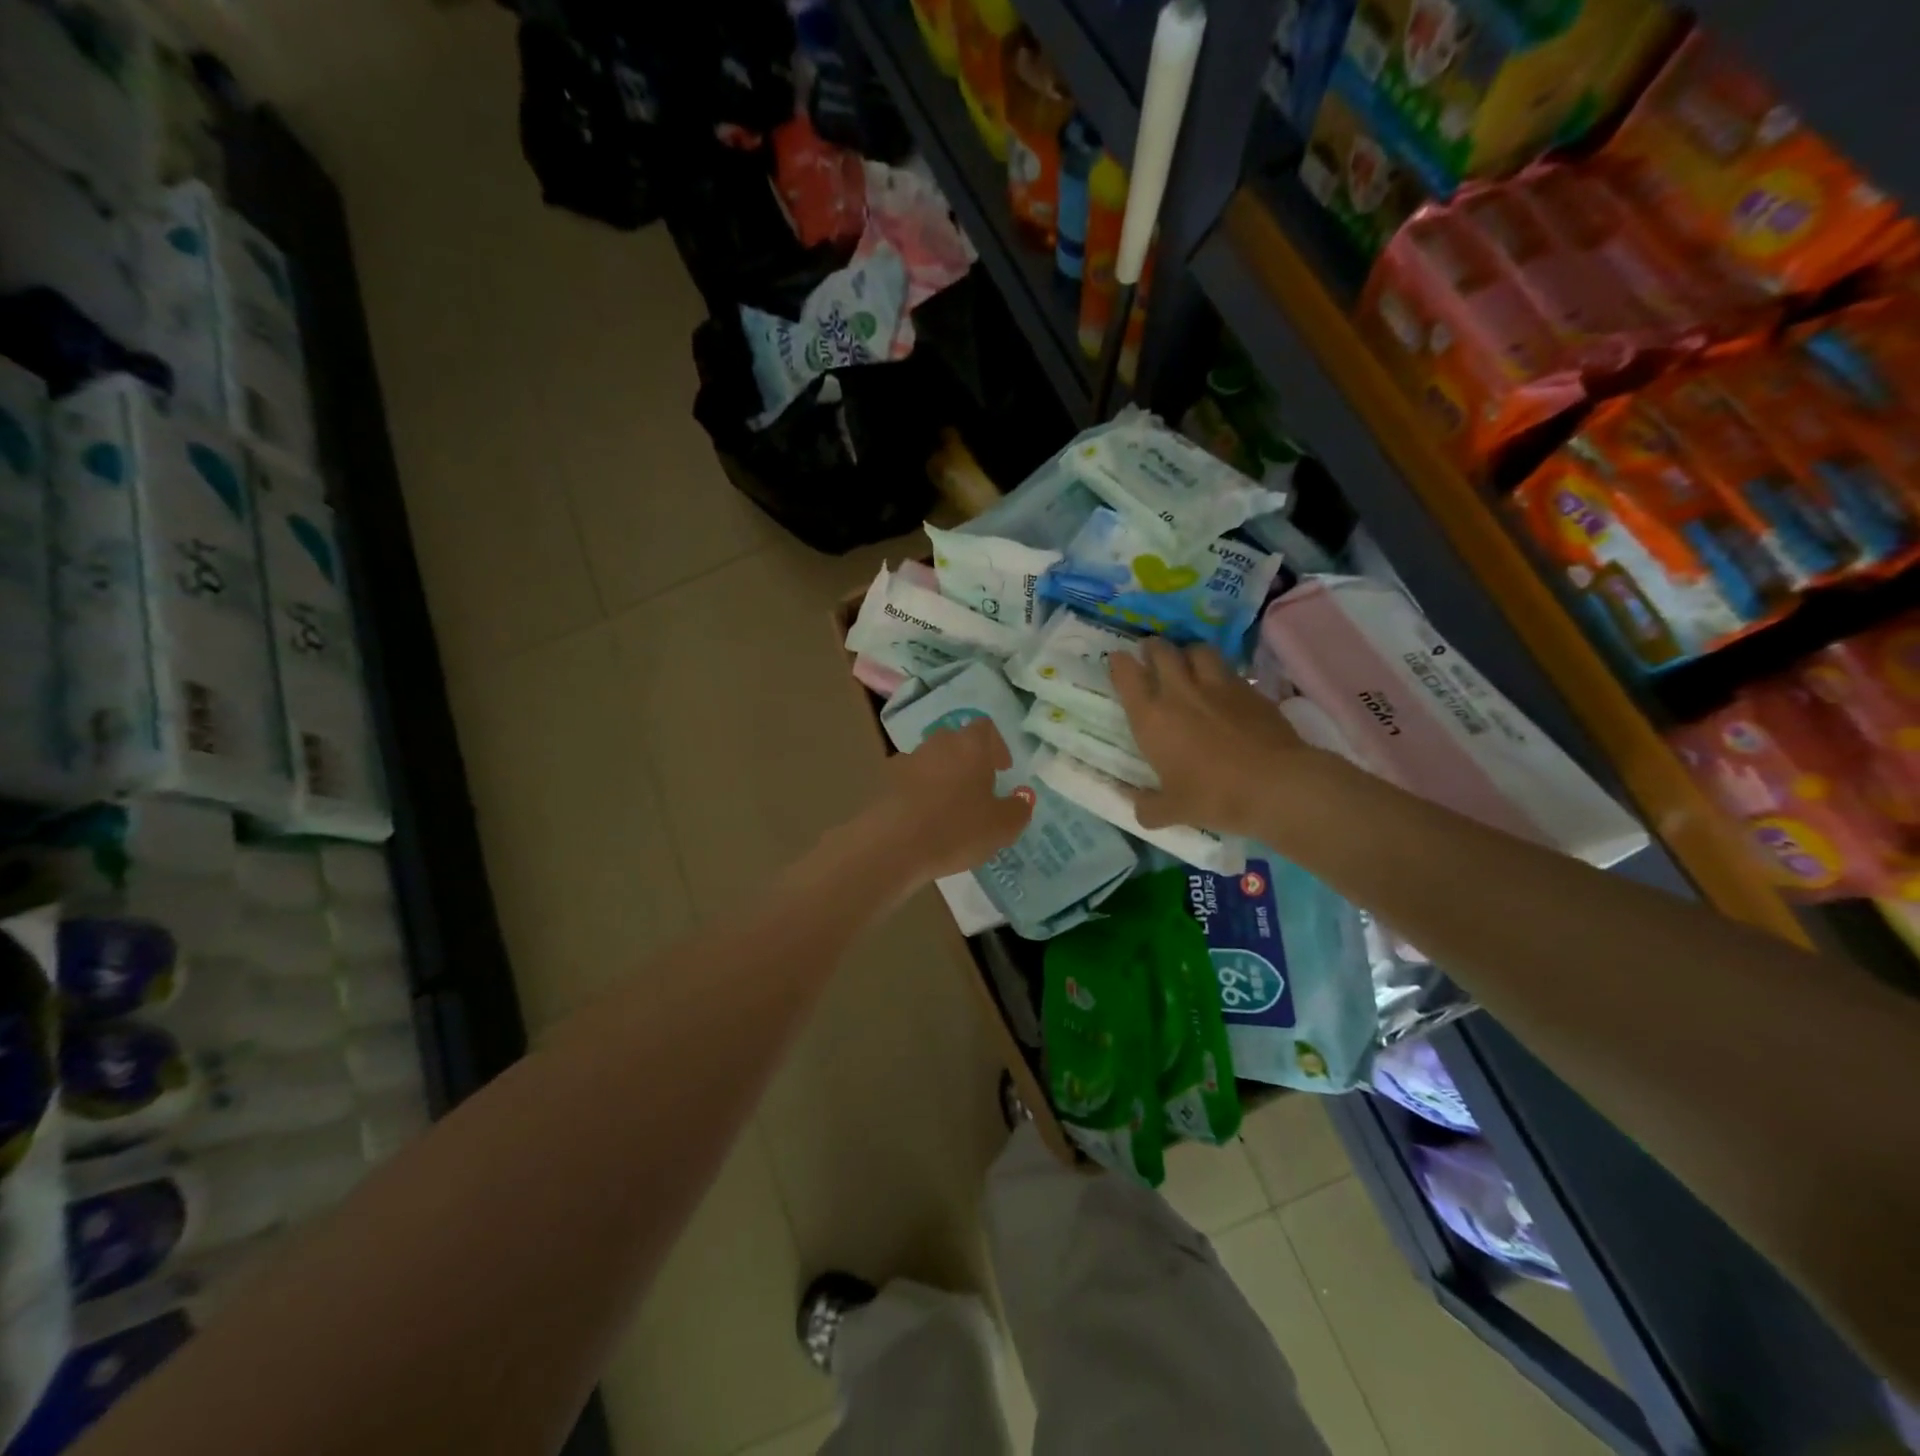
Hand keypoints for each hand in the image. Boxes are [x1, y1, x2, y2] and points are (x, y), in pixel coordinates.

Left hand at [861, 718, 1032, 882]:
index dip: (996, 746)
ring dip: (942, 776)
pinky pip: (909, 781)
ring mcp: (906, 760)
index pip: (985, 728)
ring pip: (930, 761)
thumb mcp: (1002, 827)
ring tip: (949, 807)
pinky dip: (919, 793)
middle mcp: (937, 744)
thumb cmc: (956, 829)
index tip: (1002, 770)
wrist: (892, 845)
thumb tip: (1022, 797)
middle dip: (968, 760)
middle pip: (955, 742)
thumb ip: (1018, 809)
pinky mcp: (884, 782)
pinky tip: (923, 819)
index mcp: (970, 746)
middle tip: (978, 789)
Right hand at [1110, 640, 1313, 839]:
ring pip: (1198, 650)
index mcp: (1152, 718)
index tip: (1117, 660)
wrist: (1277, 785)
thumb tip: (1138, 806)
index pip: (1127, 675)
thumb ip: (1150, 807)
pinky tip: (1223, 687)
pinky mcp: (1251, 690)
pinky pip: (1229, 670)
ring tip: (1188, 662)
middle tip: (1151, 653)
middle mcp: (1180, 692)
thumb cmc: (1214, 796)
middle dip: (1153, 648)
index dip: (1119, 663)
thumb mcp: (1174, 811)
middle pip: (1162, 651)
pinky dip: (1220, 672)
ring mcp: (1218, 686)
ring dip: (1188, 652)